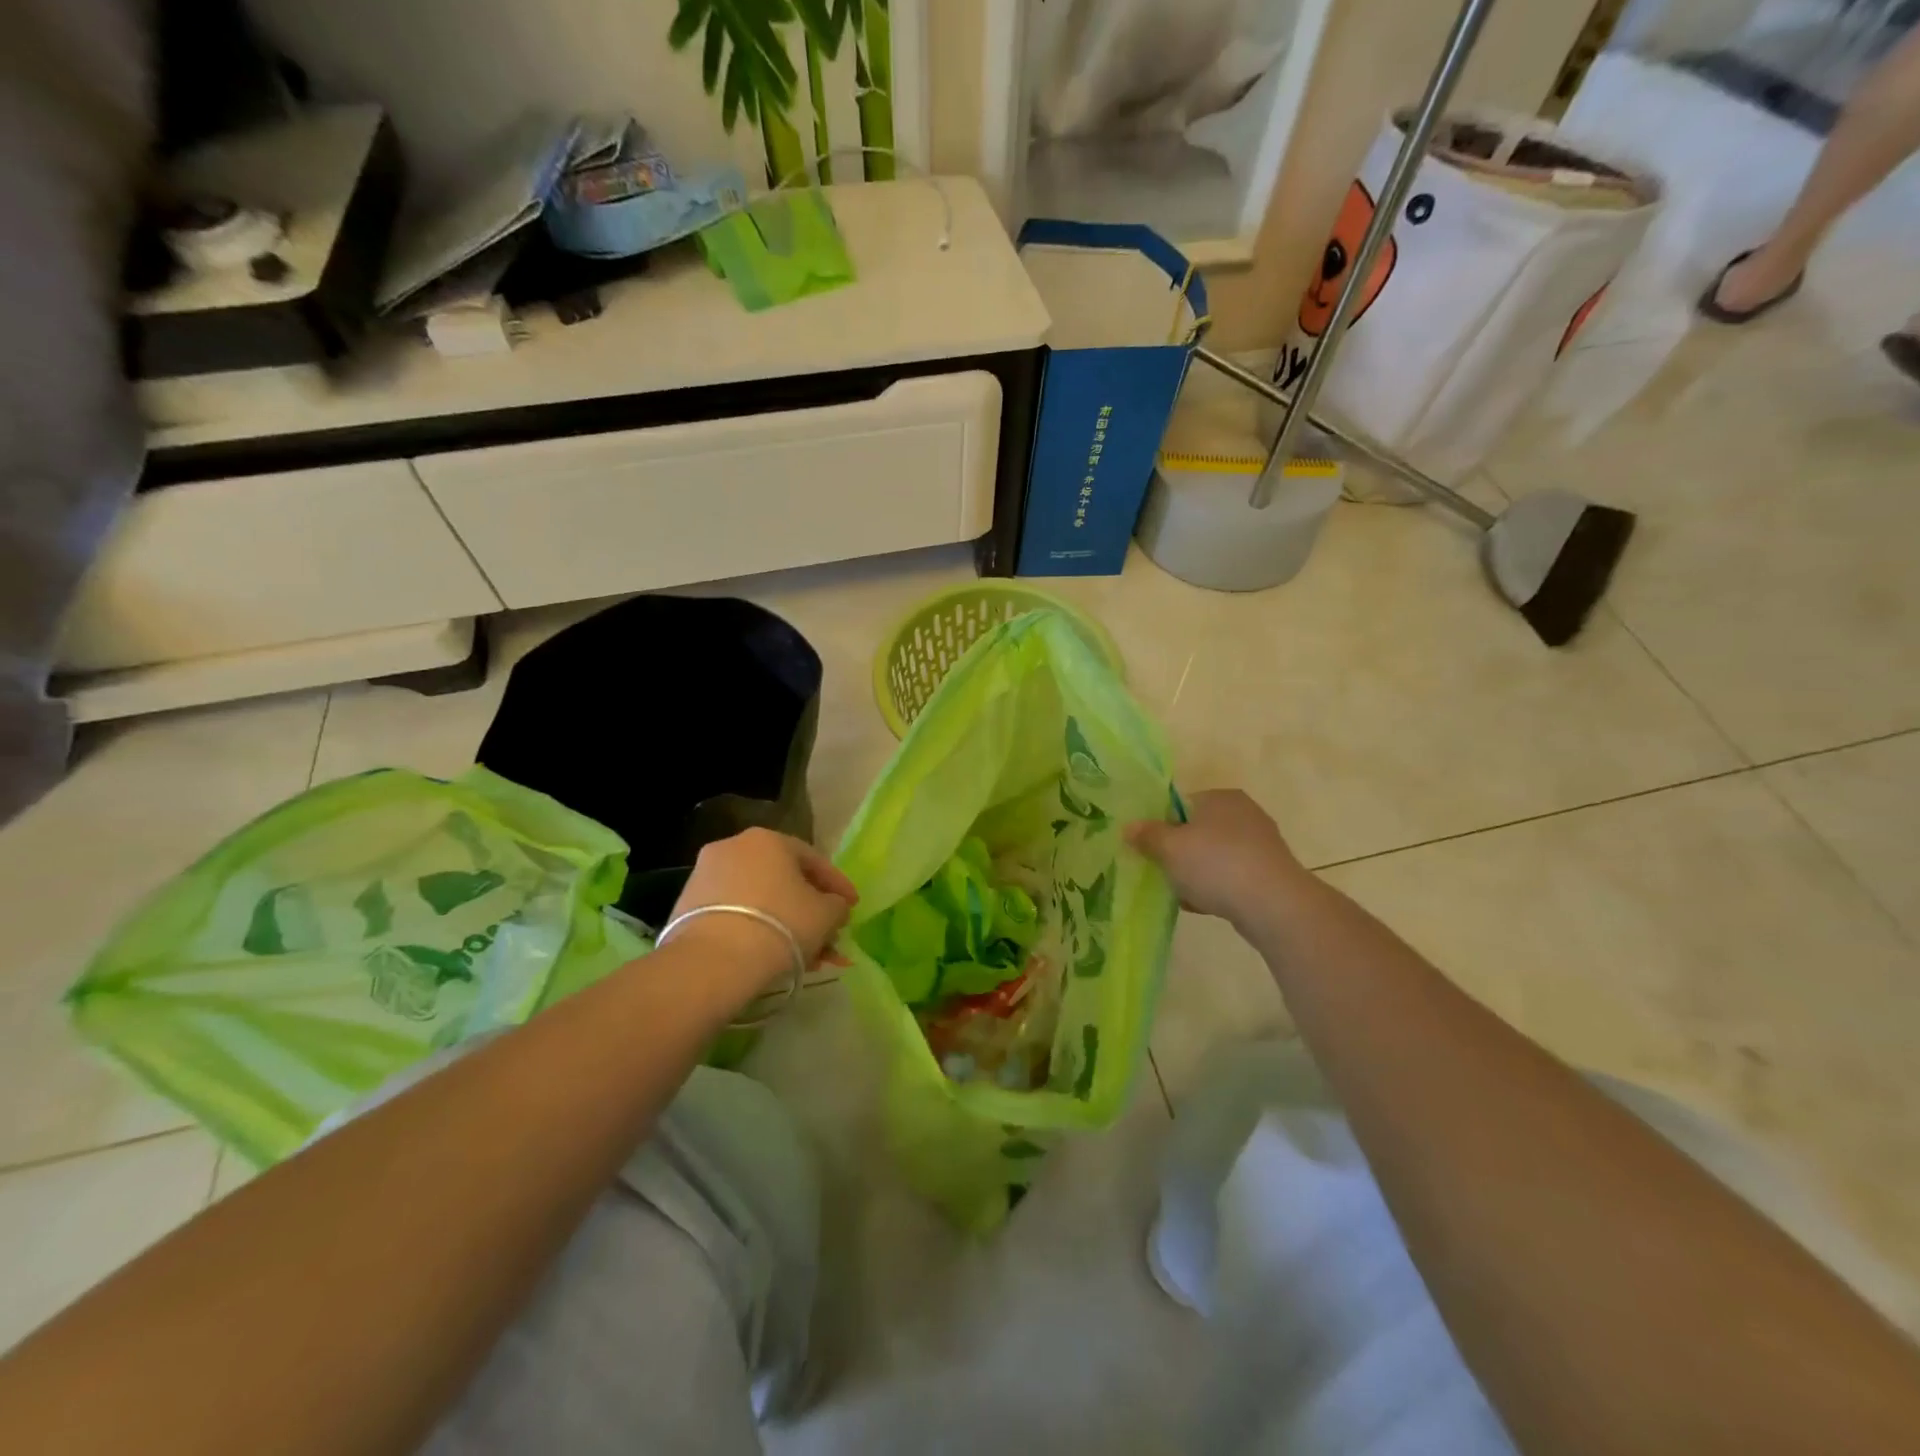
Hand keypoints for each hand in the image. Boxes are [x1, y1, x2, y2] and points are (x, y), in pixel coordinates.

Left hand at [667, 829, 859, 994]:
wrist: (712, 961)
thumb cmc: (781, 924)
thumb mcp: (827, 914)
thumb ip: (837, 905)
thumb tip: (833, 906)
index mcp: (769, 839)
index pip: (814, 859)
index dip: (838, 886)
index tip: (852, 908)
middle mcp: (734, 847)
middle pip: (784, 880)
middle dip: (810, 910)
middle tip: (828, 934)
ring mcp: (706, 876)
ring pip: (760, 900)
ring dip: (786, 924)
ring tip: (805, 956)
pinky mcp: (687, 906)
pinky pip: (735, 914)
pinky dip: (757, 930)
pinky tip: (773, 956)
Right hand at [1126, 789, 1316, 930]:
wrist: (1274, 905)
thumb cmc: (1216, 864)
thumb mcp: (1169, 847)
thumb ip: (1147, 835)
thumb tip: (1129, 827)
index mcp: (1220, 797)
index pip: (1180, 803)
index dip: (1160, 825)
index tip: (1148, 848)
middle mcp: (1244, 813)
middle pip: (1197, 831)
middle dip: (1178, 852)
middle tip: (1161, 871)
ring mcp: (1260, 844)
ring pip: (1213, 856)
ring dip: (1195, 873)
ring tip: (1180, 893)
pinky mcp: (1269, 873)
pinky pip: (1231, 876)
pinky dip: (1216, 887)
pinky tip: (1203, 905)